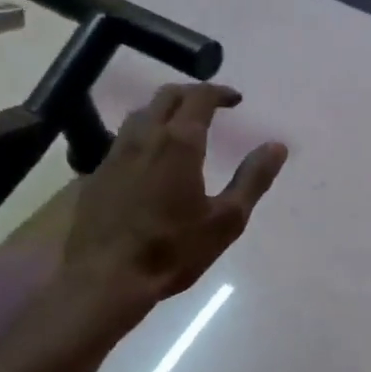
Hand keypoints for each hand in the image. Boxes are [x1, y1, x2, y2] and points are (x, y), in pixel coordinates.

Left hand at [59, 83, 286, 315]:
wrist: (106, 278)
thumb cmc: (174, 250)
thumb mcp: (226, 219)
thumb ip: (253, 179)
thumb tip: (276, 146)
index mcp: (179, 143)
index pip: (199, 98)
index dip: (219, 93)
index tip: (235, 100)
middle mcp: (143, 138)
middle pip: (165, 97)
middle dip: (191, 94)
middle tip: (210, 106)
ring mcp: (113, 155)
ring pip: (139, 116)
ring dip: (163, 112)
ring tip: (180, 128)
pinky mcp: (94, 175)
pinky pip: (121, 141)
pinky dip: (142, 137)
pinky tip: (148, 161)